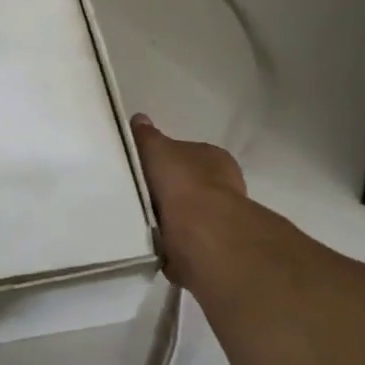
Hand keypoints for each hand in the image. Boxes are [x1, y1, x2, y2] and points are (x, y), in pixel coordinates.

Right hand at [131, 113, 246, 292]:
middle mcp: (224, 184)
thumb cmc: (181, 182)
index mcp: (215, 157)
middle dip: (170, 189)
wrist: (200, 233)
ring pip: (189, 212)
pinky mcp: (213, 246)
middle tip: (140, 193)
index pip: (188, 153)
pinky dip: (171, 240)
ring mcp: (221, 217)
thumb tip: (139, 119)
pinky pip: (185, 238)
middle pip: (190, 183)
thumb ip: (147, 136)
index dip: (167, 160)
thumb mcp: (156, 149)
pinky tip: (153, 239)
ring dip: (171, 216)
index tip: (146, 168)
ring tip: (142, 218)